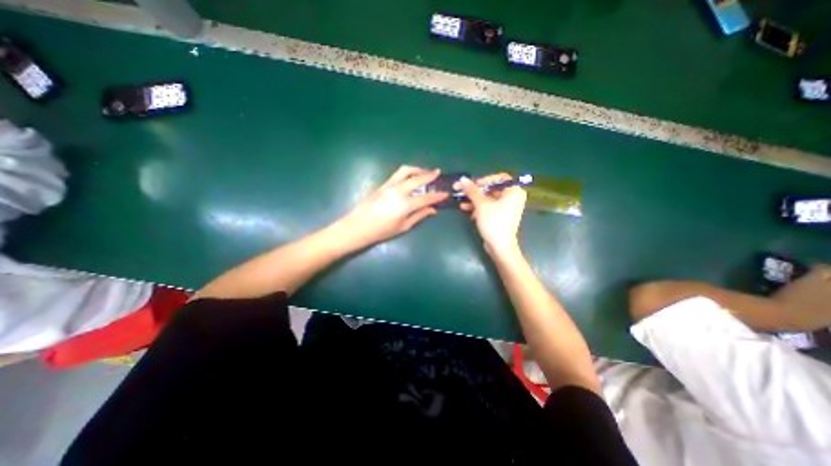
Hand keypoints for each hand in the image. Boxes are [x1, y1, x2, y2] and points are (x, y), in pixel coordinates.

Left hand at [333, 166, 447, 249]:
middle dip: (430, 175)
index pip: (426, 197)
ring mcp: (389, 185)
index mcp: (405, 204)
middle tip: (438, 173)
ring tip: (424, 171)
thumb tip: (433, 210)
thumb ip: (419, 216)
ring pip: (406, 171)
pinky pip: (398, 174)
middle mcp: (398, 191)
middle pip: (418, 179)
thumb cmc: (381, 231)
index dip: (437, 195)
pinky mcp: (383, 184)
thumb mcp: (403, 226)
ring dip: (417, 169)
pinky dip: (407, 172)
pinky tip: (411, 177)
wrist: (358, 226)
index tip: (446, 193)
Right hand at [462, 173, 524, 255]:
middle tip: (461, 191)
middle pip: (491, 188)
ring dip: (474, 200)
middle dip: (475, 191)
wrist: (499, 246)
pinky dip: (478, 207)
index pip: (499, 178)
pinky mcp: (500, 216)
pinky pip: (488, 207)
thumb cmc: (494, 222)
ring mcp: (506, 207)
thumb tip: (462, 179)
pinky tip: (466, 209)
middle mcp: (512, 197)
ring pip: (488, 199)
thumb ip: (472, 190)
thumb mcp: (481, 204)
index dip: (484, 180)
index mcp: (514, 191)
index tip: (472, 184)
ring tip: (461, 202)